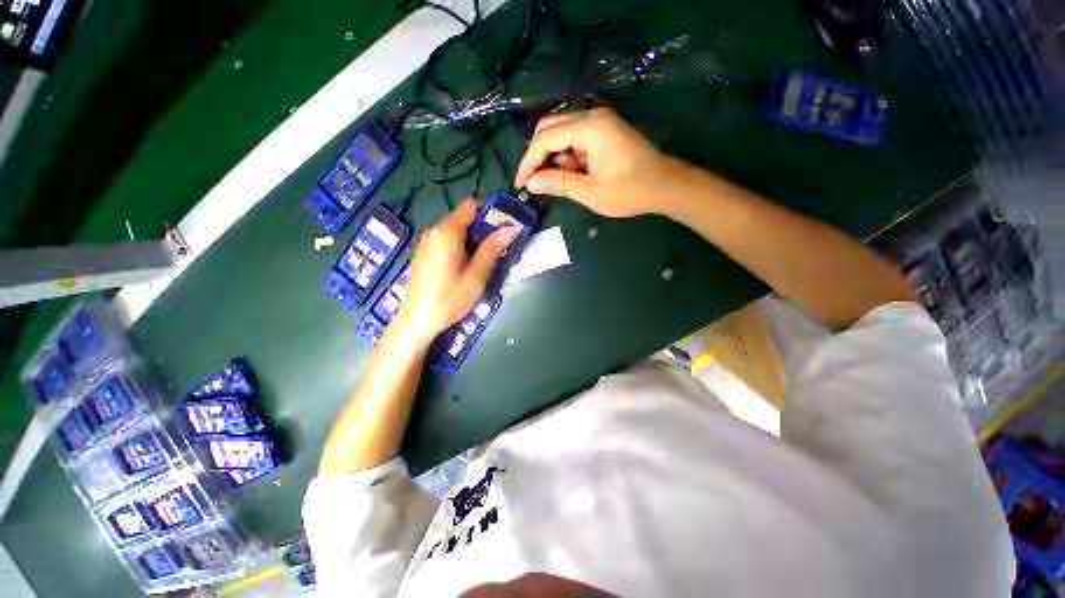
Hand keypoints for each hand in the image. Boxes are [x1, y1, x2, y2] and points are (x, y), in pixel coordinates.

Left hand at [393, 199, 518, 345]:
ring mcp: (427, 242)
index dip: (490, 211)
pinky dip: (461, 246)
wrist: (416, 321)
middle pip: (464, 218)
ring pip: (456, 230)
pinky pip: (447, 241)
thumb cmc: (449, 299)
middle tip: (501, 245)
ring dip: (474, 239)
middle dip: (484, 228)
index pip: (470, 205)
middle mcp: (434, 231)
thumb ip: (492, 249)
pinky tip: (468, 265)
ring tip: (487, 258)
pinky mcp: (424, 254)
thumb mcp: (476, 276)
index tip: (505, 225)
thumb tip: (510, 229)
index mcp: (447, 232)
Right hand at [513, 108, 680, 216]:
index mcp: (589, 128)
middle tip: (533, 182)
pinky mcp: (604, 132)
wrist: (666, 186)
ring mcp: (599, 122)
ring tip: (558, 184)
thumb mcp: (590, 192)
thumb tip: (530, 183)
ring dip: (553, 158)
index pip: (545, 139)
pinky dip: (567, 157)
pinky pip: (575, 140)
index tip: (519, 184)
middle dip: (537, 156)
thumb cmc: (630, 191)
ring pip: (561, 133)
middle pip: (550, 128)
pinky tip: (572, 175)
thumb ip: (558, 184)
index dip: (528, 162)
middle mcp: (592, 116)